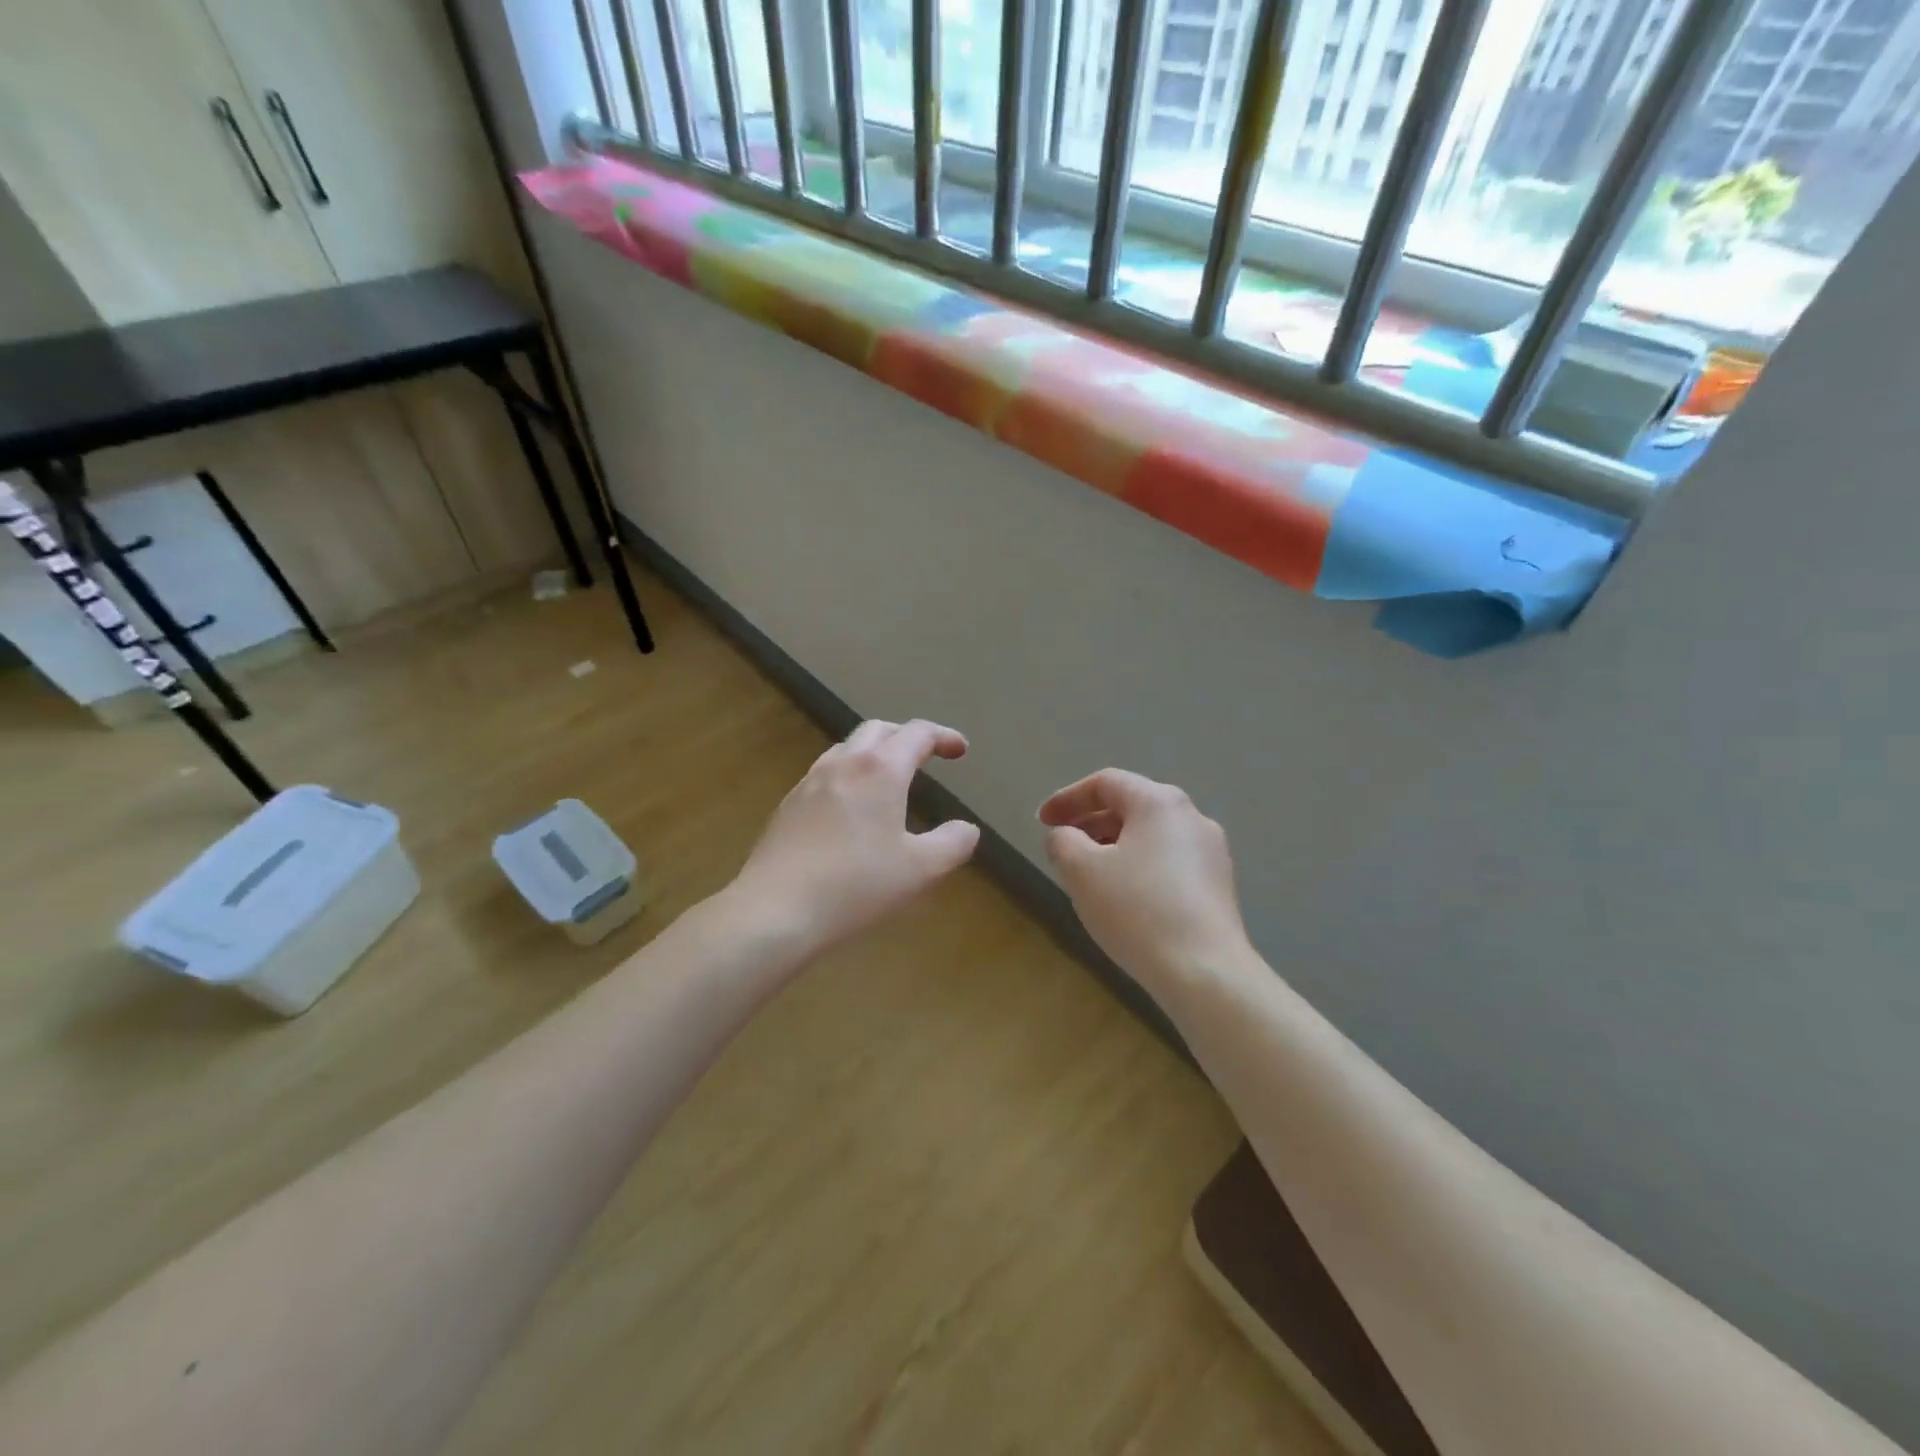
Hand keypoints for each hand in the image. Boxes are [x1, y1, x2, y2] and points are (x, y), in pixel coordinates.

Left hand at [731, 719, 980, 960]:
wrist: (776, 911)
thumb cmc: (857, 886)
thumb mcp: (921, 870)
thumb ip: (953, 844)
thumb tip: (966, 829)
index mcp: (880, 769)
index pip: (917, 734)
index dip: (943, 737)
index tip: (960, 750)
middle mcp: (843, 764)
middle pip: (878, 730)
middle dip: (906, 736)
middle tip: (925, 756)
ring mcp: (809, 782)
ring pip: (846, 749)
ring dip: (874, 753)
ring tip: (888, 779)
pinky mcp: (787, 806)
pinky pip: (825, 775)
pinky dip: (848, 776)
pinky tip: (850, 809)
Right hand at [1039, 769, 1250, 988]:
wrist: (1205, 972)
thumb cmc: (1137, 910)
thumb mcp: (1082, 871)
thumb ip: (1062, 842)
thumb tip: (1064, 837)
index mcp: (1159, 802)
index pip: (1105, 783)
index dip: (1067, 798)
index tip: (1042, 821)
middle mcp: (1192, 817)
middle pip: (1131, 807)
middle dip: (1090, 824)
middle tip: (1062, 848)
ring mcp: (1211, 853)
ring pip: (1150, 837)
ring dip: (1114, 848)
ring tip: (1088, 877)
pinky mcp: (1219, 886)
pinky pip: (1169, 863)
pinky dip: (1139, 869)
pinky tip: (1124, 901)